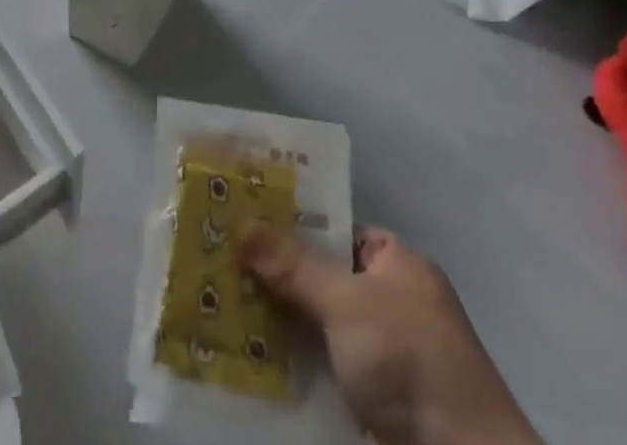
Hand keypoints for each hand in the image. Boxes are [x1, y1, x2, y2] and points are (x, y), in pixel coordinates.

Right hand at [241, 226, 541, 444]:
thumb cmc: (411, 363)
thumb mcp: (348, 303)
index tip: (241, 220)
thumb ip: (294, 266)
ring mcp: (380, 359)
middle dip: (274, 278)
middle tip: (217, 263)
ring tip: (216, 308)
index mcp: (396, 265)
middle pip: (319, 281)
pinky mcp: (370, 406)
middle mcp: (389, 305)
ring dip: (275, 327)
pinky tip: (243, 362)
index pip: (334, 230)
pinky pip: (319, 375)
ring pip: (315, 330)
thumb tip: (241, 225)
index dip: (290, 224)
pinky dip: (289, 371)